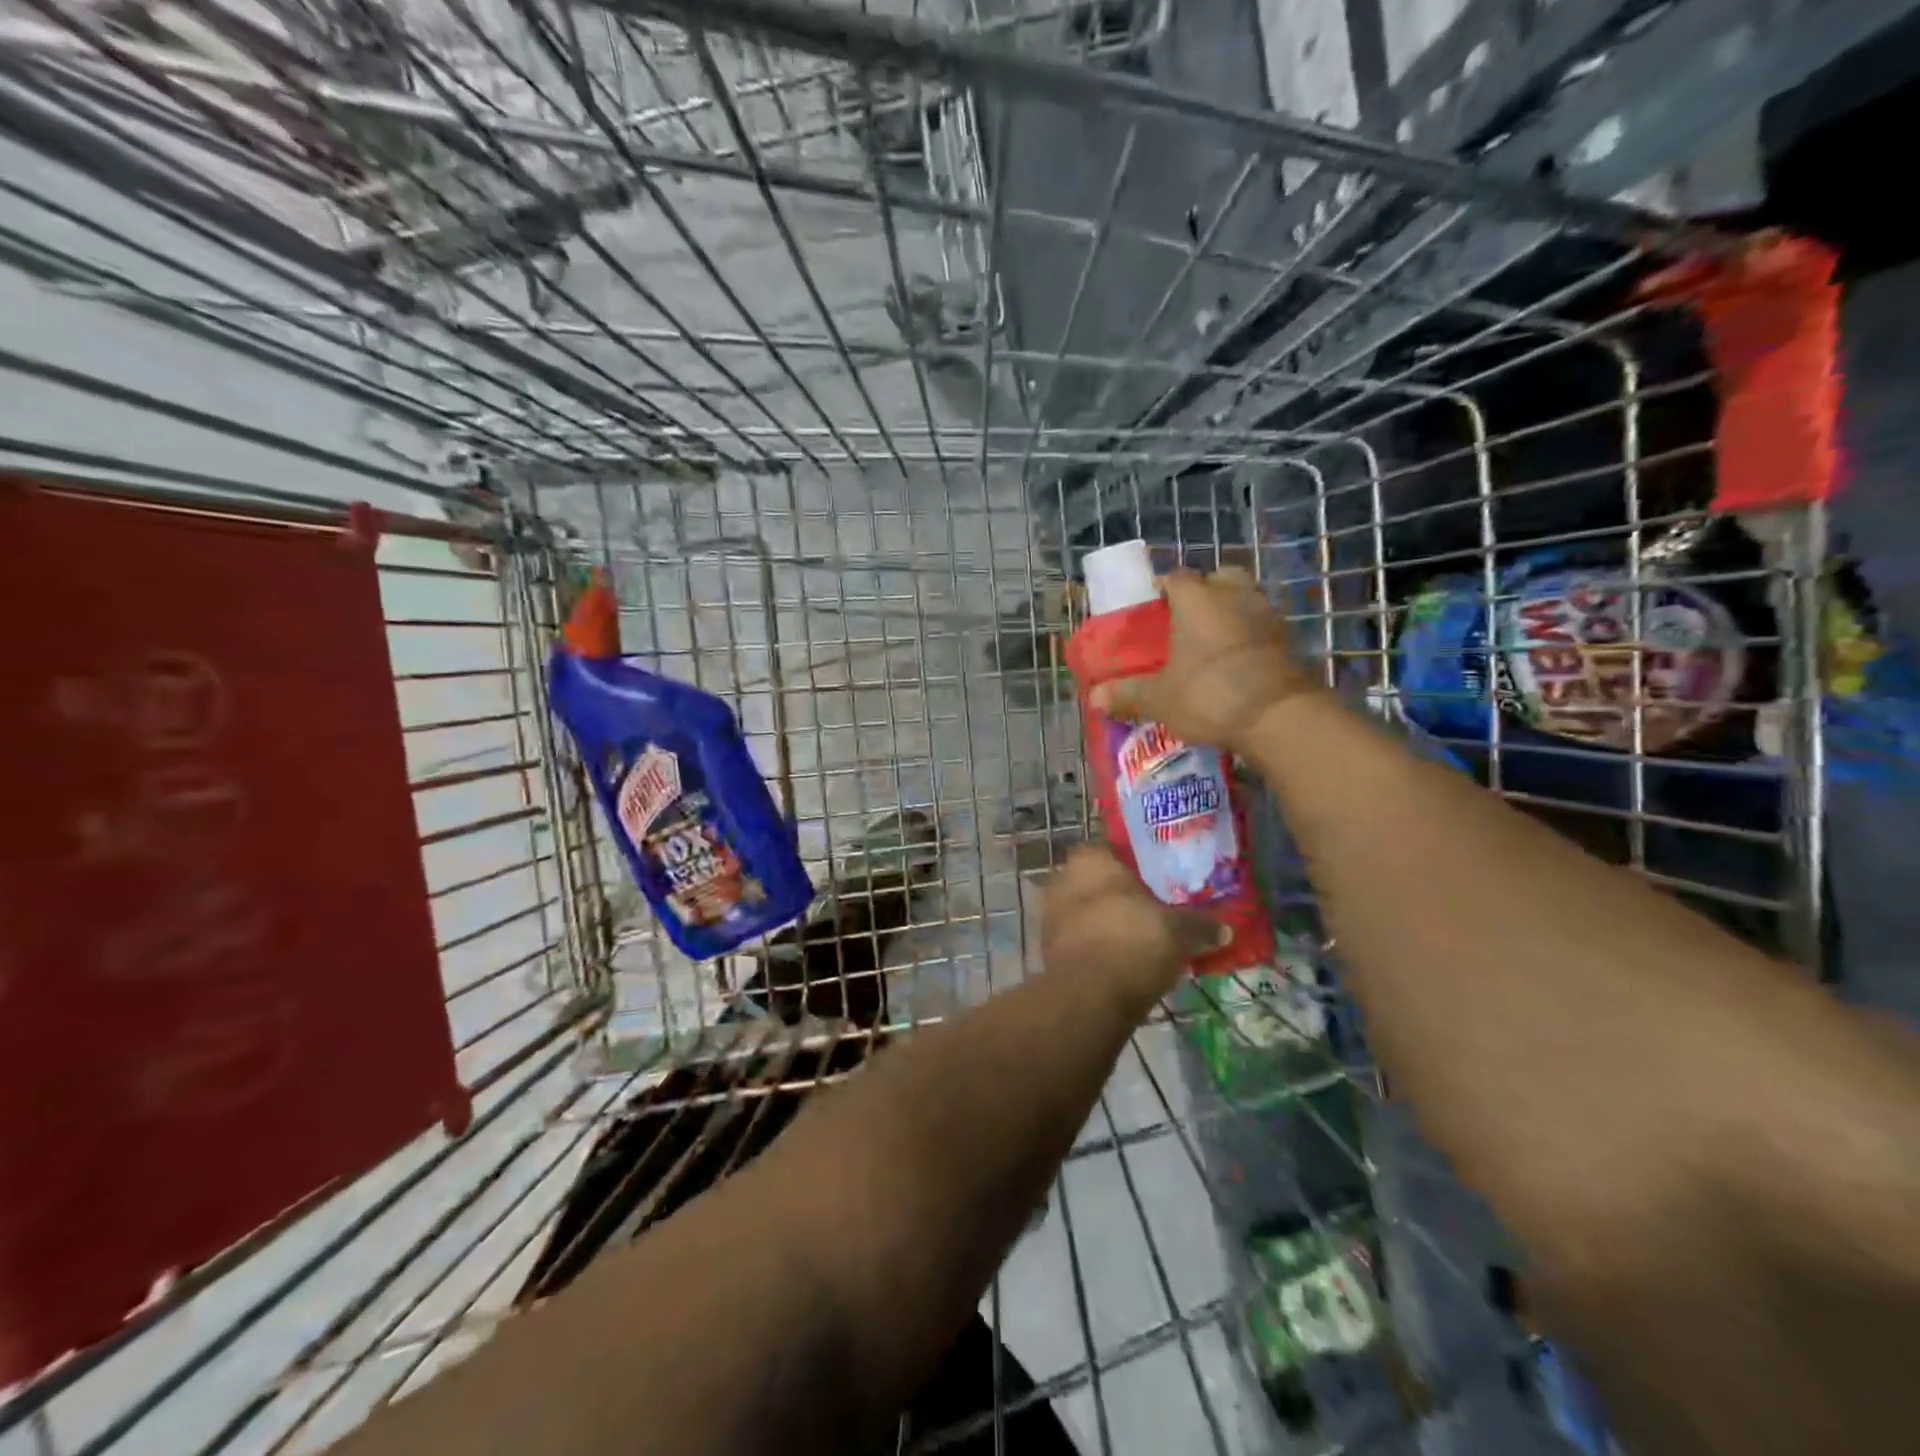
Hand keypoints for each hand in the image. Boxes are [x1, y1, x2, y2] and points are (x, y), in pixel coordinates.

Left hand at [1039, 846, 1227, 1015]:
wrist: (1092, 994)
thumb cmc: (1135, 940)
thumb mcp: (1180, 930)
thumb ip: (1201, 924)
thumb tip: (1226, 928)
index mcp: (1090, 859)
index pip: (1107, 851)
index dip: (1127, 866)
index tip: (1149, 883)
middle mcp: (1062, 880)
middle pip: (1092, 883)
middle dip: (1113, 896)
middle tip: (1145, 912)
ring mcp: (1050, 916)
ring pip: (1081, 913)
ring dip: (1101, 924)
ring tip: (1134, 941)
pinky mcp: (1046, 950)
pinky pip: (1075, 942)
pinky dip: (1093, 949)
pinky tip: (1117, 964)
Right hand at [1087, 567, 1314, 752]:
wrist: (1277, 716)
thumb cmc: (1208, 694)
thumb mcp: (1159, 698)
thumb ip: (1127, 694)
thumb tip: (1094, 698)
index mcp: (1196, 599)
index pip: (1176, 577)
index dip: (1163, 588)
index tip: (1153, 605)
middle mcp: (1233, 596)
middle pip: (1220, 577)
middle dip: (1205, 590)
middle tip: (1188, 616)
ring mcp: (1266, 615)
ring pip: (1245, 598)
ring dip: (1231, 611)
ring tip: (1212, 640)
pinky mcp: (1288, 640)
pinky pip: (1262, 626)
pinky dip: (1250, 636)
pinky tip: (1237, 660)